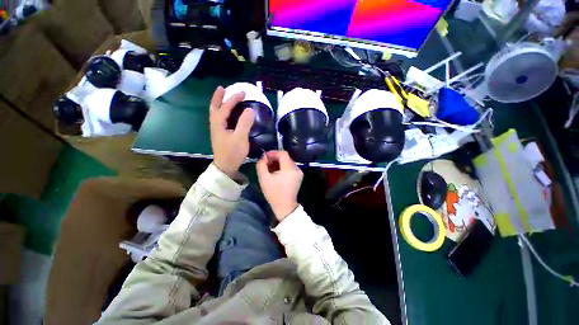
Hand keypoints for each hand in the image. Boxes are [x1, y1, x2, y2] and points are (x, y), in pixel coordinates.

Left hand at [209, 86, 254, 178]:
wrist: (226, 166)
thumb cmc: (233, 152)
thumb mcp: (240, 138)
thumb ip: (244, 123)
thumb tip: (249, 109)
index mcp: (219, 124)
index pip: (225, 107)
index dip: (233, 99)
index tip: (243, 93)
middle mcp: (215, 125)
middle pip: (215, 108)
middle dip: (219, 97)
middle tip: (223, 88)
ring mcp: (217, 130)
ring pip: (216, 113)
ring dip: (219, 103)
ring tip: (224, 97)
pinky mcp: (221, 135)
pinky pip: (220, 119)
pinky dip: (223, 112)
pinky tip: (228, 114)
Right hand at [256, 151, 302, 220]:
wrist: (285, 206)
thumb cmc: (273, 193)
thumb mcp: (264, 178)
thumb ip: (261, 165)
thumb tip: (263, 156)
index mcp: (289, 169)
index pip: (283, 153)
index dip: (273, 153)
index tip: (265, 157)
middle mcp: (297, 168)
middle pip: (285, 157)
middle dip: (275, 158)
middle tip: (266, 163)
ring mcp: (299, 172)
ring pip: (287, 162)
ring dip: (278, 163)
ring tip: (269, 168)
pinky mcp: (299, 176)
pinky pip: (290, 167)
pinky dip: (283, 167)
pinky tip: (276, 172)